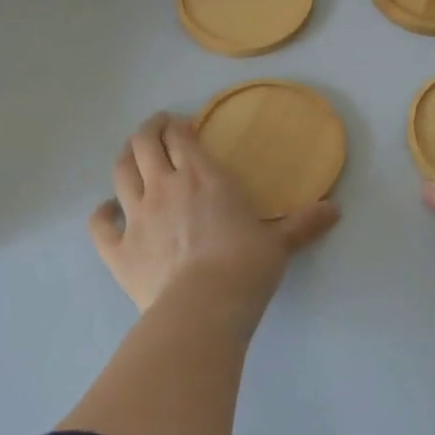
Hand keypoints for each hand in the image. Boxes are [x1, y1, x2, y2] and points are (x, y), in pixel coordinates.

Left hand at [88, 112, 340, 318]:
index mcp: (203, 177)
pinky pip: (99, 224)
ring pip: (120, 173)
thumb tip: (335, 210)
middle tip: (156, 129)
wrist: (204, 309)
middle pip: (144, 143)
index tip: (183, 125)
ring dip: (125, 158)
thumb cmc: (246, 268)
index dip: (177, 125)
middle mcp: (164, 187)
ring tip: (131, 155)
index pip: (180, 136)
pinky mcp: (117, 249)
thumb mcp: (279, 244)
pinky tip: (105, 210)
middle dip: (148, 130)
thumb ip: (303, 224)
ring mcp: (136, 216)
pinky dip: (100, 213)